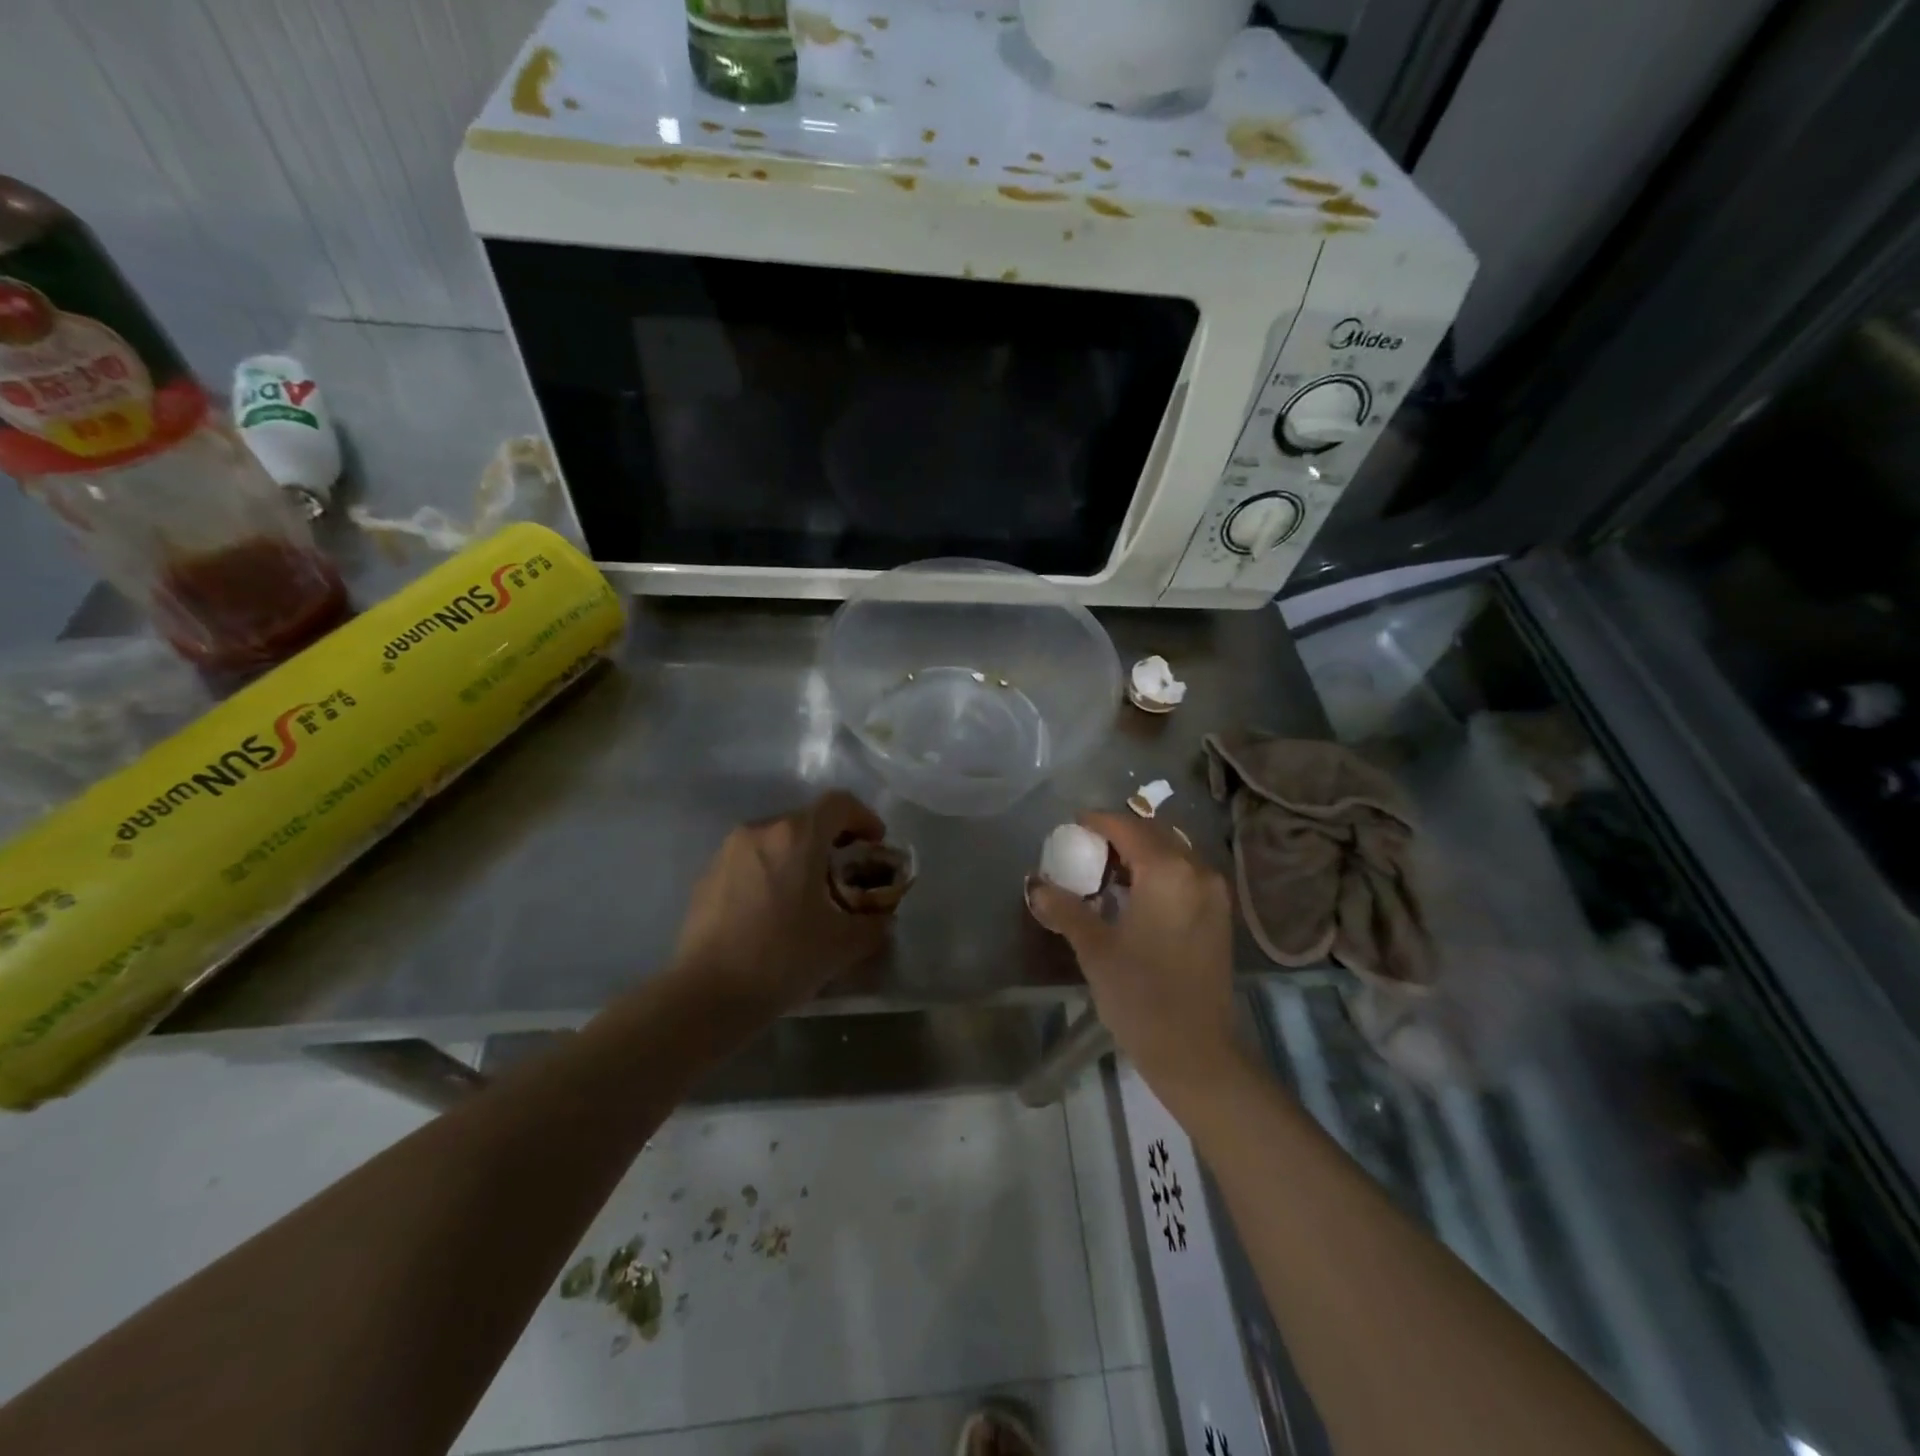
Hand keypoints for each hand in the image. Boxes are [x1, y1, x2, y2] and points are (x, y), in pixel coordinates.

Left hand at [672, 790, 893, 1019]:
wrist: (707, 994)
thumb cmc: (782, 958)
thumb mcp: (843, 945)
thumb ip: (874, 924)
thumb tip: (883, 919)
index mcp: (797, 836)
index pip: (839, 803)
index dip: (864, 818)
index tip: (875, 845)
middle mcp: (761, 830)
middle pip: (807, 820)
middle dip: (833, 842)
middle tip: (847, 876)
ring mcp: (728, 851)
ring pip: (777, 840)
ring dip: (800, 857)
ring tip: (809, 896)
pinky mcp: (707, 876)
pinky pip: (751, 861)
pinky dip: (771, 873)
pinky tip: (774, 912)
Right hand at [1028, 812, 1240, 1106]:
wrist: (1196, 1052)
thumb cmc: (1140, 996)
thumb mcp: (1094, 949)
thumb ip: (1065, 909)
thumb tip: (1035, 885)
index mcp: (1167, 871)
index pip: (1128, 828)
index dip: (1098, 822)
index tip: (1072, 826)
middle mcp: (1197, 871)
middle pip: (1155, 834)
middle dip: (1120, 835)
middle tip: (1087, 850)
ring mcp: (1214, 893)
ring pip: (1173, 853)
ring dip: (1142, 853)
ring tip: (1108, 873)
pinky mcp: (1219, 915)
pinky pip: (1186, 874)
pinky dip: (1160, 872)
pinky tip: (1137, 895)